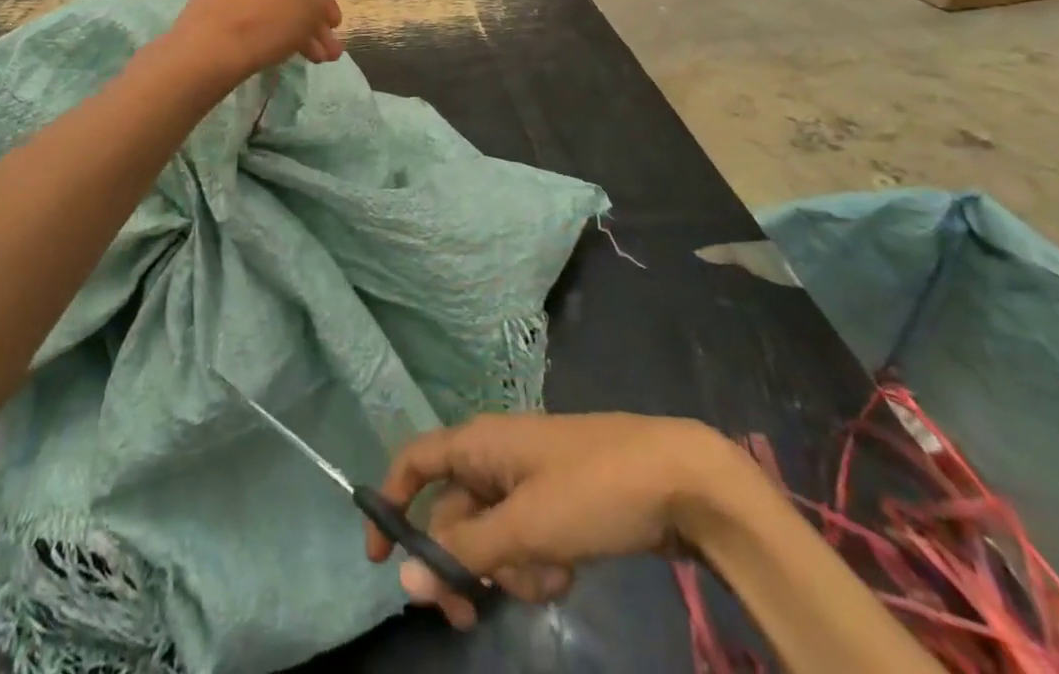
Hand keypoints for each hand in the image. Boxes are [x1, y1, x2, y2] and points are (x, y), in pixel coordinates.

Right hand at [367, 412, 743, 628]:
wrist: (678, 478)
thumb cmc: (592, 489)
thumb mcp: (526, 526)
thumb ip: (465, 551)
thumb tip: (404, 578)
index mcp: (480, 443)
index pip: (416, 461)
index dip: (391, 501)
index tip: (381, 560)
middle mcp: (496, 456)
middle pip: (453, 513)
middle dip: (460, 564)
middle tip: (470, 615)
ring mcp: (528, 480)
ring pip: (491, 535)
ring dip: (507, 569)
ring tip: (546, 579)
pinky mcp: (557, 503)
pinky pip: (524, 539)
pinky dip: (535, 564)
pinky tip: (565, 573)